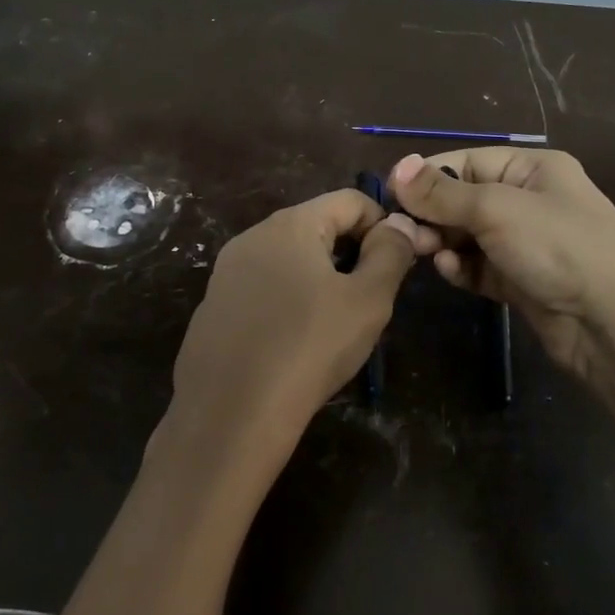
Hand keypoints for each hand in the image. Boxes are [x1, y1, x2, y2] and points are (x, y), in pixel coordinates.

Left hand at [166, 190, 427, 474]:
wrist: (230, 414)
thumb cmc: (309, 348)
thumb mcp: (368, 300)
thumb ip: (391, 253)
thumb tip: (400, 223)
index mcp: (290, 224)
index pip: (351, 200)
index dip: (384, 225)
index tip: (399, 265)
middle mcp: (253, 236)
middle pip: (318, 226)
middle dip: (352, 253)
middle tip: (371, 299)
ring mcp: (227, 271)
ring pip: (290, 259)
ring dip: (322, 278)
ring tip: (336, 324)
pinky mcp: (214, 305)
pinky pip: (264, 288)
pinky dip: (289, 301)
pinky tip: (295, 343)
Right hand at [388, 149, 614, 413]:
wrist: (614, 323)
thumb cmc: (557, 247)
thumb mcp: (495, 209)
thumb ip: (442, 193)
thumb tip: (397, 167)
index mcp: (533, 169)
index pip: (467, 162)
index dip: (428, 176)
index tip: (391, 195)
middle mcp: (530, 200)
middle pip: (465, 199)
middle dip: (433, 214)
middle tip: (406, 234)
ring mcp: (528, 243)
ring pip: (469, 235)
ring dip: (445, 242)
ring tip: (427, 253)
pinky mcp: (523, 280)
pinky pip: (481, 266)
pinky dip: (464, 267)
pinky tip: (452, 272)